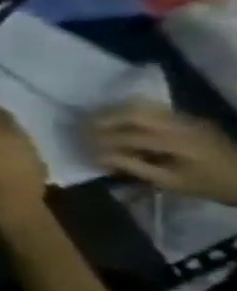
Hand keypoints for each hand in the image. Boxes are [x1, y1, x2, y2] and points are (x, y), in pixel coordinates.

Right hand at [88, 102, 236, 204]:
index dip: (102, 142)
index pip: (128, 136)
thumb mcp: (171, 182)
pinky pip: (153, 107)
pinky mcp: (188, 117)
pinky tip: (120, 120)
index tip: (85, 150)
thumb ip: (134, 167)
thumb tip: (98, 156)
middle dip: (103, 120)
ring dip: (114, 112)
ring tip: (96, 122)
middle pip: (132, 113)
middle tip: (83, 129)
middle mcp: (180, 125)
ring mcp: (186, 118)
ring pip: (141, 105)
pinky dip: (130, 111)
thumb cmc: (208, 185)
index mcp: (178, 143)